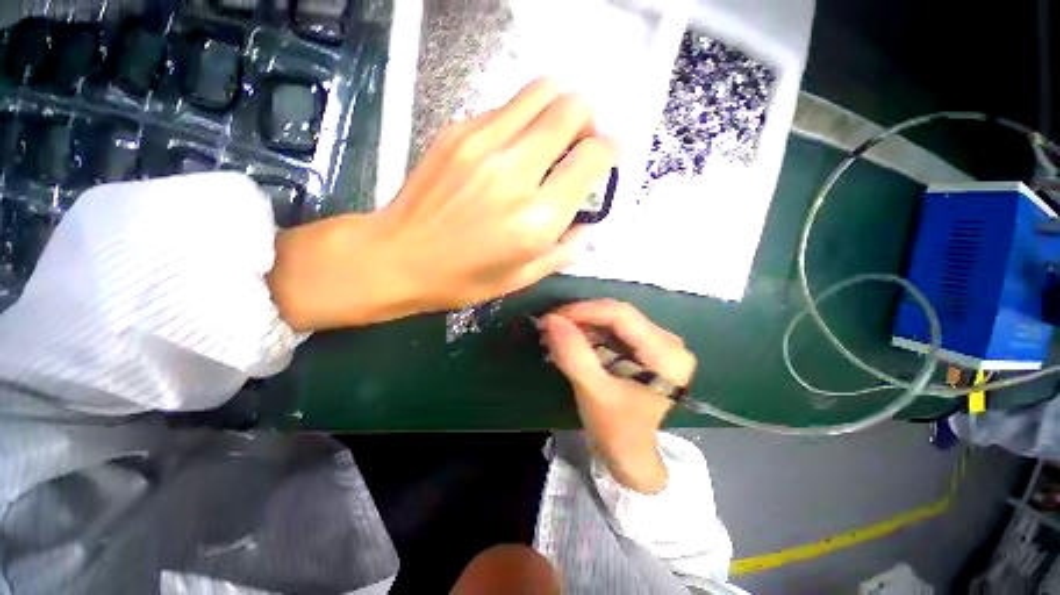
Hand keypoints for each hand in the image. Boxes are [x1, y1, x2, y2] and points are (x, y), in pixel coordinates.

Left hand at [268, 79, 617, 330]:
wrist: (397, 256)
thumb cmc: (463, 279)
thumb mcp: (523, 278)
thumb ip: (563, 250)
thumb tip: (585, 224)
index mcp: (536, 218)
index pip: (593, 157)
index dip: (610, 152)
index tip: (606, 159)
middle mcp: (515, 172)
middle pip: (572, 108)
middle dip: (588, 120)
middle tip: (578, 144)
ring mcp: (482, 143)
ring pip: (541, 91)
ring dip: (557, 109)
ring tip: (548, 139)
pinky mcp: (457, 131)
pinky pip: (506, 107)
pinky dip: (522, 120)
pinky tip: (510, 149)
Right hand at [541, 300, 695, 493]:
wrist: (629, 454)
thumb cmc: (616, 429)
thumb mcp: (592, 392)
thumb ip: (573, 354)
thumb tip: (552, 319)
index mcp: (667, 355)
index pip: (622, 315)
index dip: (585, 311)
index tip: (553, 317)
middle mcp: (668, 342)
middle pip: (618, 315)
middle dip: (580, 317)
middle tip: (549, 325)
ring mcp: (657, 343)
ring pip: (612, 320)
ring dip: (581, 325)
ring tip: (554, 334)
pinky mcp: (643, 347)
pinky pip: (612, 330)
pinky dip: (587, 333)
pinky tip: (568, 340)